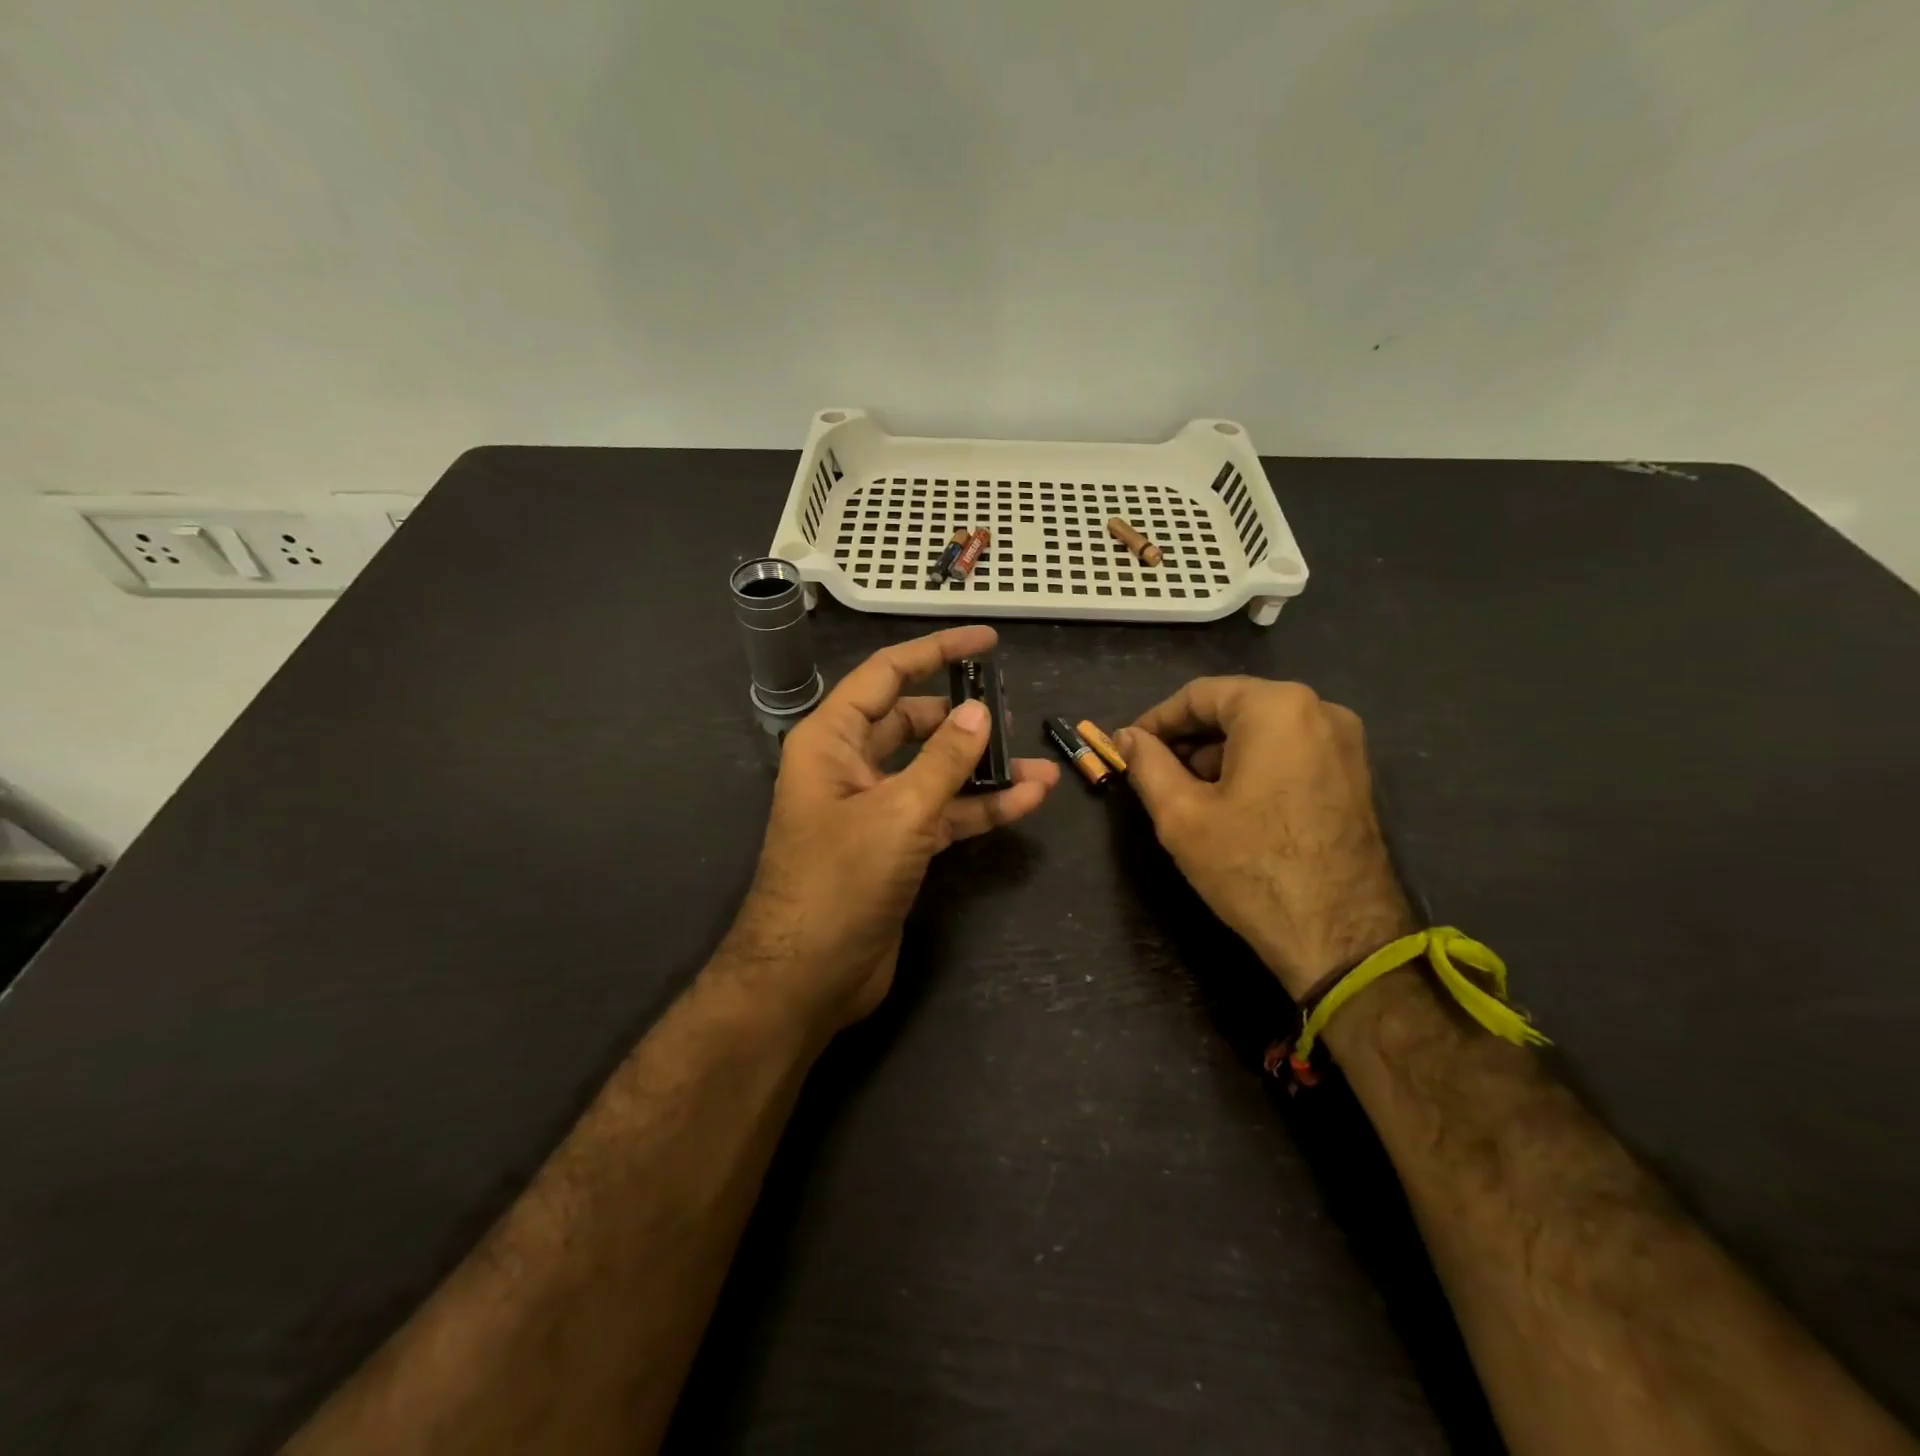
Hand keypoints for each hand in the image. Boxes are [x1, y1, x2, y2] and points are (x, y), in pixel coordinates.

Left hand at [721, 625, 1059, 1036]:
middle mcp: (850, 766)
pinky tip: (1026, 801)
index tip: (985, 640)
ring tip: (1039, 766)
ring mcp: (874, 809)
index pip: (886, 675)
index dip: (935, 651)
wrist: (807, 979)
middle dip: (963, 718)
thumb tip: (979, 711)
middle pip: (913, 723)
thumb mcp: (898, 813)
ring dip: (983, 769)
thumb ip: (943, 760)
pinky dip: (979, 808)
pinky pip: (942, 814)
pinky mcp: (895, 847)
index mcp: (831, 740)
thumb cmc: (839, 883)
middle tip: (1013, 711)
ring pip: (934, 772)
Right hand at [1117, 678, 1414, 999]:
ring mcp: (1344, 742)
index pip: (1199, 694)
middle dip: (1188, 738)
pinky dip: (1252, 765)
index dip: (1156, 720)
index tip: (1128, 747)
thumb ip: (1147, 764)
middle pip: (1234, 708)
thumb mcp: (1181, 814)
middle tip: (1153, 772)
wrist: (1340, 935)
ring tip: (1186, 793)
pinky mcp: (1354, 774)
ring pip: (1262, 730)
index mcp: (1276, 707)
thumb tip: (1127, 736)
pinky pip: (1290, 751)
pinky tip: (1229, 803)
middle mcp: (1318, 709)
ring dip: (1218, 753)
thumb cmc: (1250, 866)